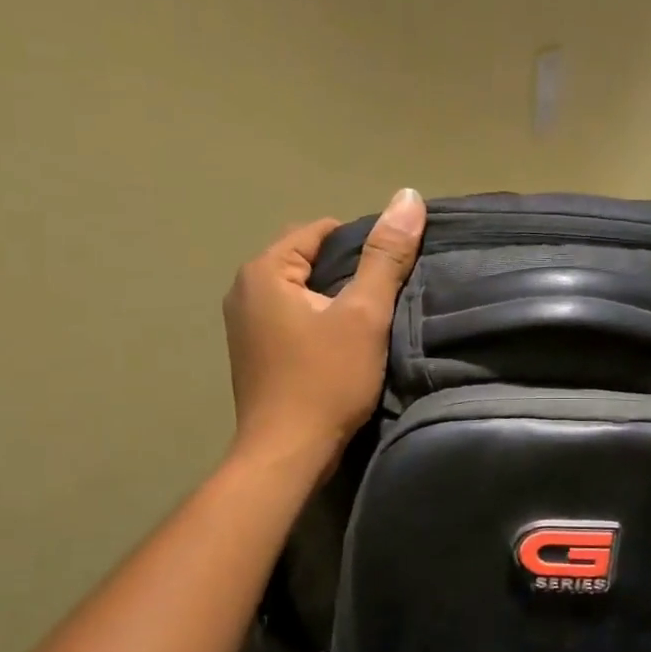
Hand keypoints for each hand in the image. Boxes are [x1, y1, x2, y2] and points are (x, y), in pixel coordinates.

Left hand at [223, 188, 426, 469]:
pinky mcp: (252, 352)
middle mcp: (244, 289)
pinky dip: (317, 322)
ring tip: (368, 324)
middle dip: (347, 273)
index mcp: (264, 270)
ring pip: (301, 291)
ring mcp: (243, 324)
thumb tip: (407, 196)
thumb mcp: (364, 315)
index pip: (321, 230)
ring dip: (334, 300)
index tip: (390, 275)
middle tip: (383, 301)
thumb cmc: (325, 380)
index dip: (362, 245)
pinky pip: (291, 318)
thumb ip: (386, 256)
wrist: (287, 455)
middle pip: (308, 260)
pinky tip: (340, 347)